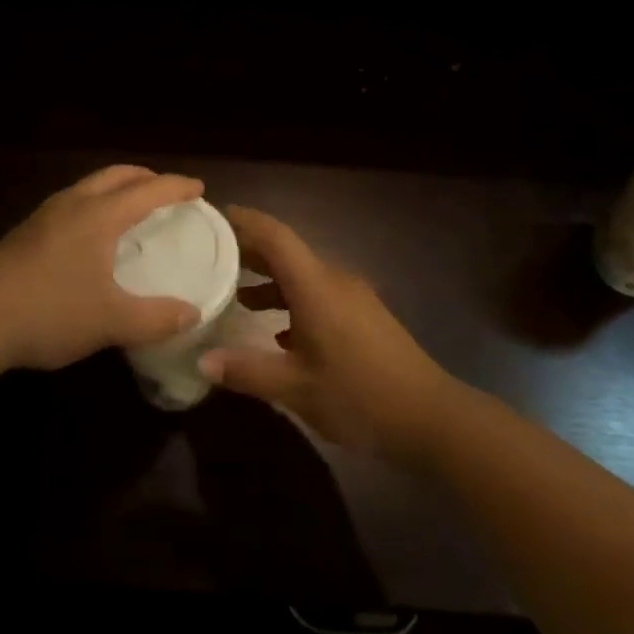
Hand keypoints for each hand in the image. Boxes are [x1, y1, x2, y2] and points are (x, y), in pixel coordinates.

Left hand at [0, 166, 205, 371]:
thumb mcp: (109, 321)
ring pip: (89, 185)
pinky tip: (89, 234)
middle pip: (116, 175)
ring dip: (116, 187)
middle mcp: (73, 204)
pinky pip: (71, 202)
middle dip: (144, 176)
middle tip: (165, 190)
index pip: (148, 190)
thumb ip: (155, 318)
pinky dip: (94, 203)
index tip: (198, 188)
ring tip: (129, 207)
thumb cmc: (49, 311)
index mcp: (99, 215)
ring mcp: (44, 216)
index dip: (176, 187)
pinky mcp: (25, 233)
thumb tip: (192, 313)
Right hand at [199, 206, 460, 463]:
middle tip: (213, 255)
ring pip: (301, 275)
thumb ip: (247, 371)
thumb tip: (202, 360)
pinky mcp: (362, 316)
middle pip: (285, 251)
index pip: (274, 235)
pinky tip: (276, 333)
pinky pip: (317, 293)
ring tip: (236, 293)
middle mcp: (332, 279)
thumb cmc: (359, 396)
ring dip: (269, 279)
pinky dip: (291, 300)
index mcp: (314, 284)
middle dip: (249, 251)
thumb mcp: (296, 388)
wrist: (432, 418)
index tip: (214, 216)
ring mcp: (351, 297)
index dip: (244, 221)